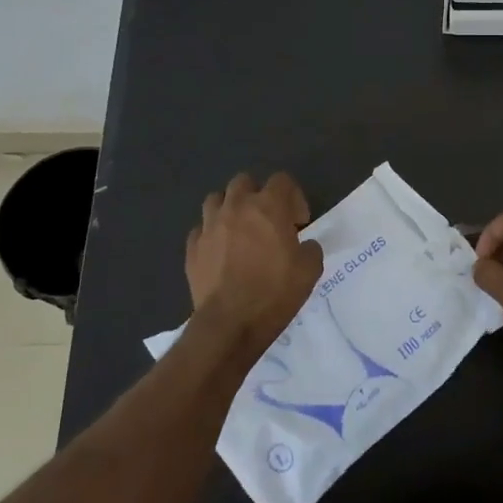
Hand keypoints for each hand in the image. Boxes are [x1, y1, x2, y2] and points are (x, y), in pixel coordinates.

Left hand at [185, 172, 323, 353]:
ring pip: (216, 199)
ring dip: (229, 208)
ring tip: (239, 230)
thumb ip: (310, 249)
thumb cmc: (275, 292)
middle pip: (244, 181)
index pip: (282, 180)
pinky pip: (200, 229)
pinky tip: (220, 251)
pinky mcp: (192, 248)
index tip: (298, 223)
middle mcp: (236, 207)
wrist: (230, 323)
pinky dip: (211, 234)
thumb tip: (304, 245)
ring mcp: (209, 226)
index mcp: (268, 206)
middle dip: (257, 195)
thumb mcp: (310, 270)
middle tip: (268, 220)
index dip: (294, 197)